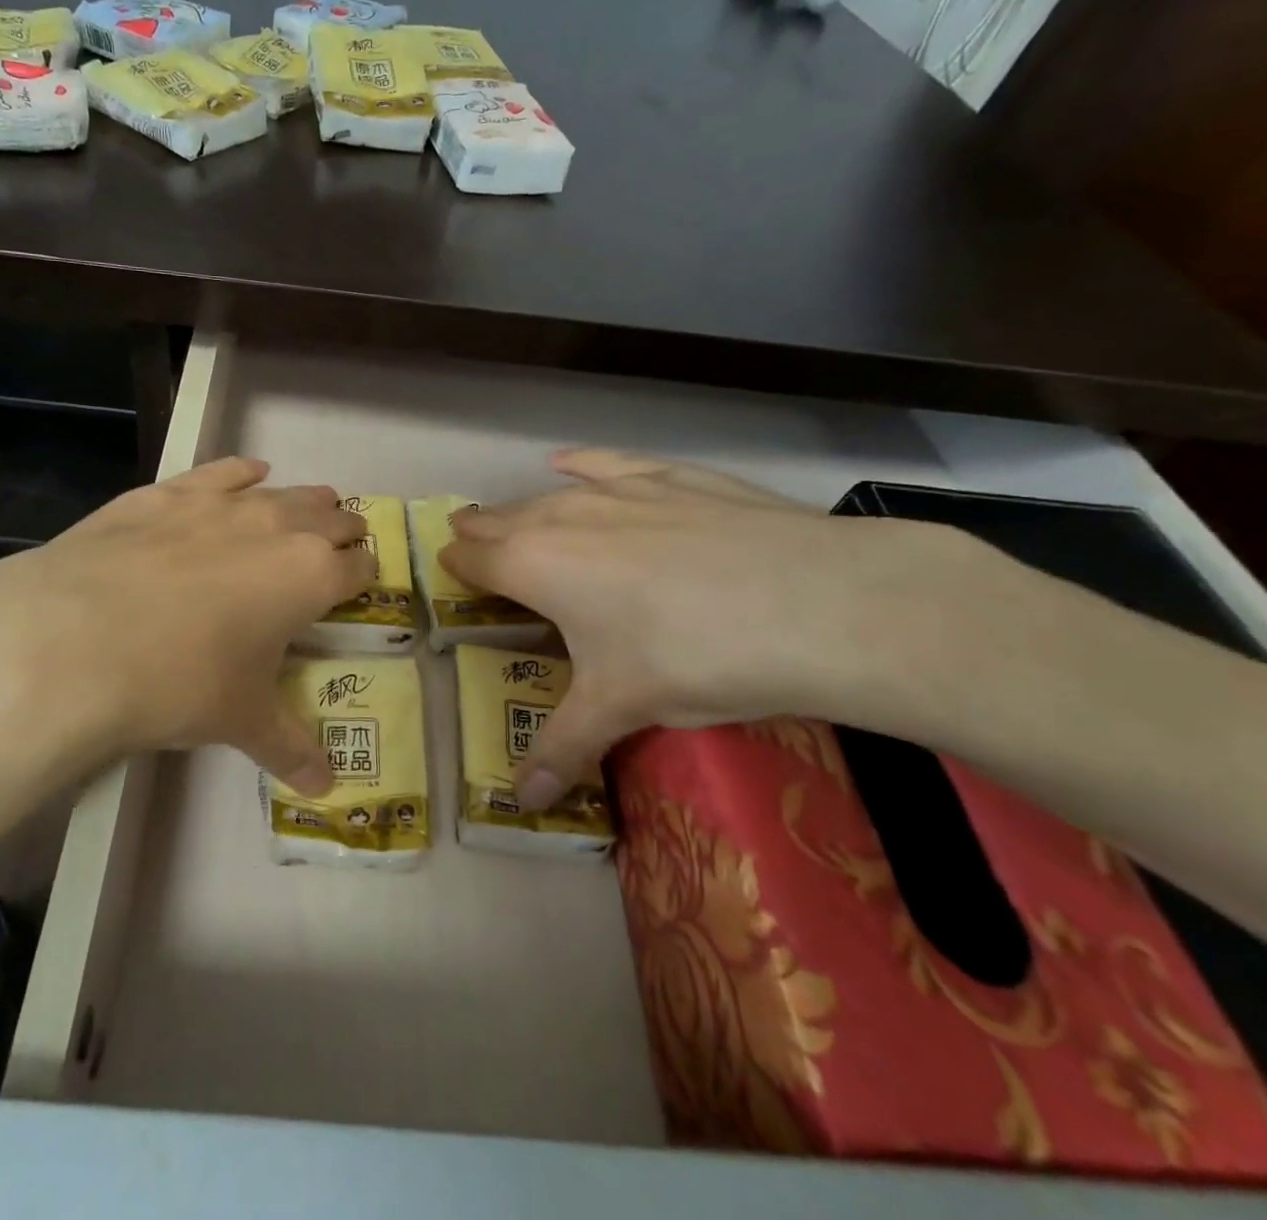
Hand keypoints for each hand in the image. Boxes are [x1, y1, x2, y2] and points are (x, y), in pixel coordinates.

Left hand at [0, 456, 371, 796]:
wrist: (74, 640)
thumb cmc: (179, 682)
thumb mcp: (240, 720)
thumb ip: (290, 748)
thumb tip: (324, 789)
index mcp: (311, 576)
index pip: (359, 567)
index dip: (363, 575)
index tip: (357, 585)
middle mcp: (279, 526)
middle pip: (332, 517)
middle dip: (342, 533)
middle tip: (335, 552)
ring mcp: (222, 501)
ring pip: (287, 490)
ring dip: (305, 502)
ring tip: (306, 513)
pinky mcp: (171, 490)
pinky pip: (225, 470)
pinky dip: (243, 473)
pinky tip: (247, 475)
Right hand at [443, 449, 975, 808]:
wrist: (815, 603)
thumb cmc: (692, 658)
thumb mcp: (621, 706)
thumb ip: (563, 748)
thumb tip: (522, 804)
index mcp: (534, 566)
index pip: (473, 558)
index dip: (456, 567)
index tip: (451, 575)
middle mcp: (562, 516)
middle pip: (501, 519)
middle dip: (481, 533)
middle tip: (473, 546)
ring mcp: (618, 490)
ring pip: (549, 492)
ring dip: (524, 507)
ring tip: (512, 517)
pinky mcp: (670, 476)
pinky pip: (607, 462)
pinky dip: (582, 464)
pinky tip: (570, 462)